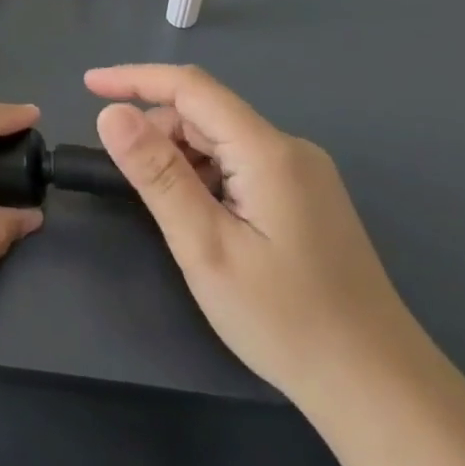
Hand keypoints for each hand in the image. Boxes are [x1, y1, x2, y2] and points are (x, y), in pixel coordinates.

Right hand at [86, 64, 427, 410]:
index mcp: (268, 151)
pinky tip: (200, 219)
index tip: (88, 86)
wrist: (377, 386)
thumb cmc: (284, 319)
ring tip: (164, 211)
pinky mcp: (306, 198)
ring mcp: (303, 174)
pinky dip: (206, 177)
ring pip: (223, 141)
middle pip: (207, 114)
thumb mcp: (205, 246)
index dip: (135, 79)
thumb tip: (112, 115)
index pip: (191, 87)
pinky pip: (241, 165)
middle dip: (156, 131)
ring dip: (180, 158)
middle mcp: (290, 149)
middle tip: (123, 180)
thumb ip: (158, 175)